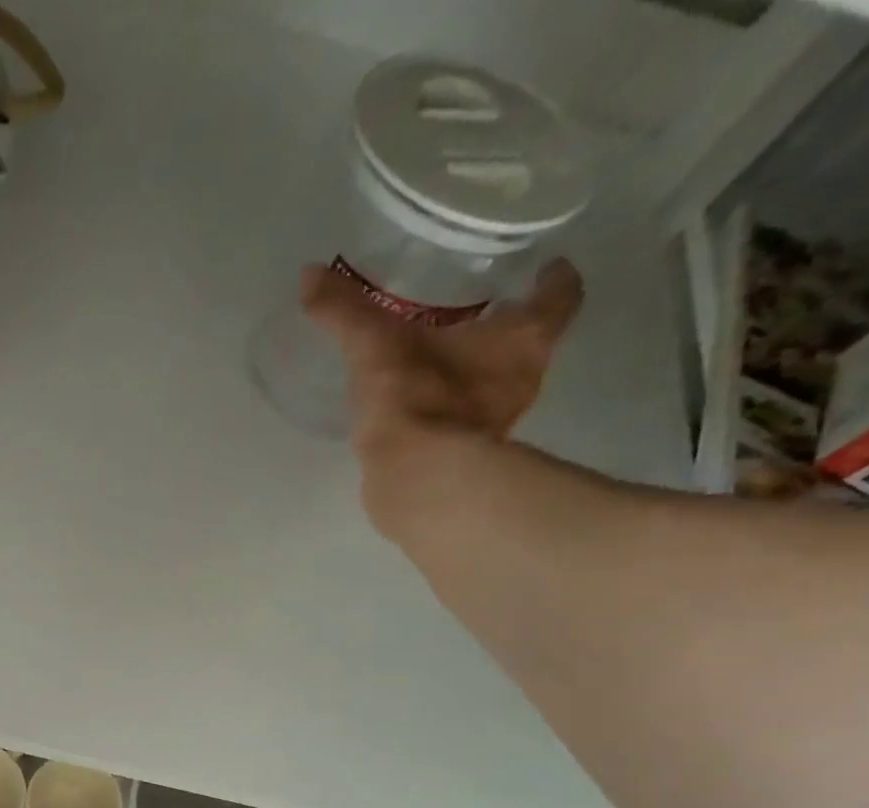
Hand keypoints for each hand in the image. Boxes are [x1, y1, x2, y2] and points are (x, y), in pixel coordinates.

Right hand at [303, 259, 583, 528]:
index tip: (544, 267)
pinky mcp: (467, 457)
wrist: (415, 480)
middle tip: (477, 310)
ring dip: (477, 372)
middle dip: (506, 327)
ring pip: (498, 385)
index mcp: (521, 338)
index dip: (554, 279)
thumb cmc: (417, 398)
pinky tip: (421, 407)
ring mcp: (498, 423)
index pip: (559, 297)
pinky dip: (450, 411)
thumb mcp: (375, 344)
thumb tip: (309, 274)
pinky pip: (465, 423)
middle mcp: (523, 379)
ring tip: (442, 359)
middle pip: (529, 342)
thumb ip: (345, 310)